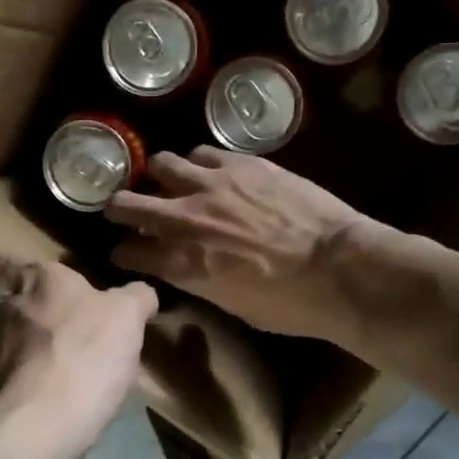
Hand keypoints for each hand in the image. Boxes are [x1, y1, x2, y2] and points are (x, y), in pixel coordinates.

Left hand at [0, 252, 156, 458]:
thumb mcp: (128, 316)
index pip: (4, 261)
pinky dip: (38, 384)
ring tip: (73, 367)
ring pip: (16, 343)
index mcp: (38, 281)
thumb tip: (141, 294)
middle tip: (62, 321)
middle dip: (32, 310)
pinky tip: (66, 398)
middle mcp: (8, 311)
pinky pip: (21, 380)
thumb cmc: (84, 355)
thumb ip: (136, 297)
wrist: (39, 427)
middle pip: (16, 303)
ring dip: (37, 350)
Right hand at [105, 148, 376, 342]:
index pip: (128, 253)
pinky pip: (203, 153)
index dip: (122, 254)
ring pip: (161, 164)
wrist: (340, 266)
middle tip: (122, 211)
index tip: (124, 253)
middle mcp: (184, 218)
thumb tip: (187, 268)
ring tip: (170, 181)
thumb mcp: (232, 305)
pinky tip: (209, 170)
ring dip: (159, 177)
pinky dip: (198, 163)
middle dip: (118, 209)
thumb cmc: (291, 304)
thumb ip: (199, 280)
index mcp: (181, 264)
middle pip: (127, 203)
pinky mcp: (241, 163)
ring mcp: (212, 184)